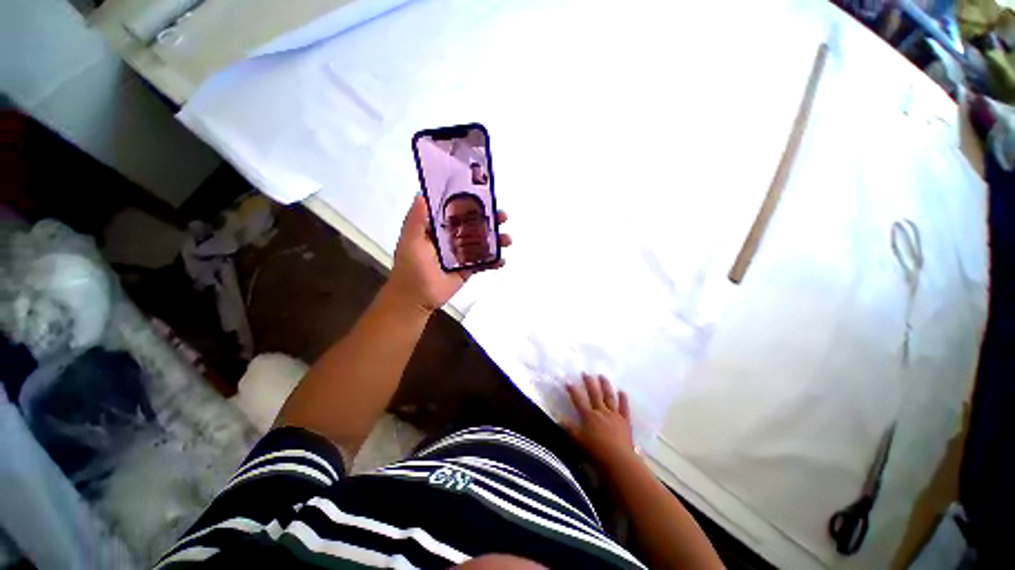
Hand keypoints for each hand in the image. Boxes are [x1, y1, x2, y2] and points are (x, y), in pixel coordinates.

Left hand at [387, 195, 510, 312]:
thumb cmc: (411, 267)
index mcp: (437, 228)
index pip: (456, 211)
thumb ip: (416, 219)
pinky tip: (502, 260)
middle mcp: (451, 238)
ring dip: (496, 240)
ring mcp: (461, 254)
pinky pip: (483, 263)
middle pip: (474, 225)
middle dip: (490, 220)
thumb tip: (422, 195)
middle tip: (503, 216)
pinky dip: (494, 261)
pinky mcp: (467, 269)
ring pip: (481, 243)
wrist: (416, 298)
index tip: (485, 197)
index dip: (470, 203)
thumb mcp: (410, 240)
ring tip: (507, 239)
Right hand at [564, 374, 634, 467]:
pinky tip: (622, 391)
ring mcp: (614, 415)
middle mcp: (601, 412)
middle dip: (589, 382)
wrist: (619, 461)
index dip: (573, 390)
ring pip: (609, 397)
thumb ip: (569, 429)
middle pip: (594, 394)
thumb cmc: (596, 452)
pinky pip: (624, 408)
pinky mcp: (625, 421)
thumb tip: (558, 419)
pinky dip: (623, 399)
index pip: (578, 400)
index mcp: (589, 416)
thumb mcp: (578, 441)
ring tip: (602, 376)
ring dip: (605, 385)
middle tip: (586, 373)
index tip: (568, 381)